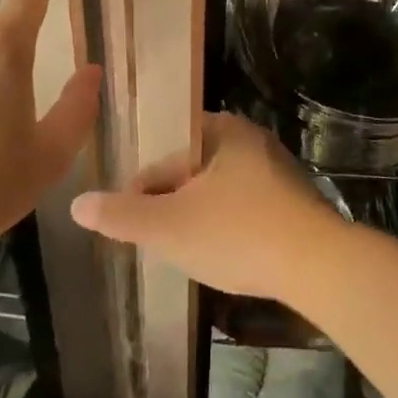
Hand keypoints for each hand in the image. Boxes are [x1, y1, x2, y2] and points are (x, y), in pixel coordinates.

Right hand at [70, 112, 351, 301]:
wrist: (320, 266)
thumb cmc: (238, 235)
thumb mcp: (169, 227)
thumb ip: (121, 216)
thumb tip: (77, 203)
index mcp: (222, 131)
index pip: (163, 159)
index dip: (141, 193)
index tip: (133, 227)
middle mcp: (251, 140)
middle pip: (191, 173)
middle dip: (172, 206)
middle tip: (160, 242)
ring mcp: (278, 170)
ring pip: (219, 192)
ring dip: (200, 217)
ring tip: (190, 252)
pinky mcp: (296, 201)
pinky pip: (247, 207)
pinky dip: (230, 226)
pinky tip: (227, 255)